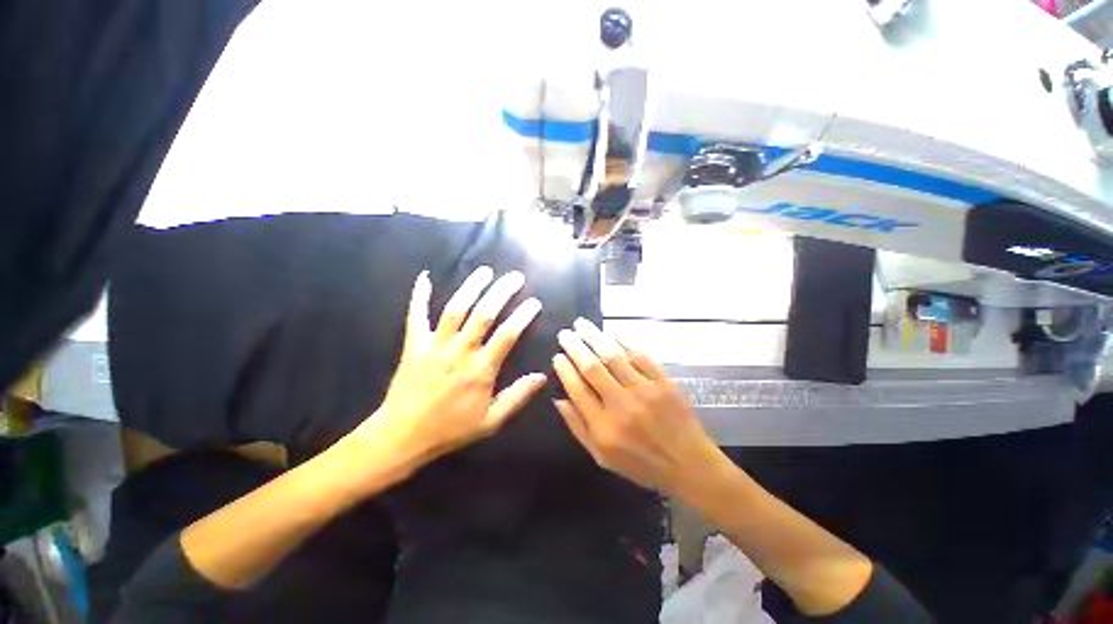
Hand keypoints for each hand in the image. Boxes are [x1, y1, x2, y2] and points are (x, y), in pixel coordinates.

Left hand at [352, 266, 545, 471]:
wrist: (403, 436)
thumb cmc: (451, 429)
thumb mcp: (491, 421)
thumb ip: (517, 396)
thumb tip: (542, 376)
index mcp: (481, 370)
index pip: (507, 335)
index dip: (523, 316)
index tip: (534, 302)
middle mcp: (460, 351)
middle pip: (483, 314)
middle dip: (501, 292)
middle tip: (515, 276)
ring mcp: (435, 345)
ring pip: (455, 309)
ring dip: (471, 287)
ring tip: (485, 271)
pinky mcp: (413, 344)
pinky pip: (415, 315)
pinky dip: (419, 295)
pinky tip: (425, 277)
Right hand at [551, 318, 719, 492]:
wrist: (689, 466)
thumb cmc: (642, 464)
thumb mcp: (602, 457)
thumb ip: (578, 427)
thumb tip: (558, 399)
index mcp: (604, 427)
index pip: (577, 389)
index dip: (565, 369)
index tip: (558, 356)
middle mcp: (621, 405)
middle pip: (592, 368)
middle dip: (575, 347)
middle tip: (565, 333)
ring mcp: (645, 391)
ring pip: (614, 357)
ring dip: (595, 337)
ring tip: (582, 324)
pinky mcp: (664, 383)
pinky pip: (641, 356)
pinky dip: (625, 342)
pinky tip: (613, 334)